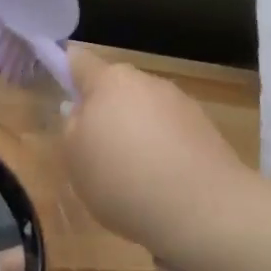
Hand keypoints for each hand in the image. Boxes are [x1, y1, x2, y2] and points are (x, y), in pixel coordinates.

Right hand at [61, 45, 250, 256]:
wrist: (203, 209)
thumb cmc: (123, 179)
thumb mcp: (75, 159)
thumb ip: (72, 128)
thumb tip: (81, 112)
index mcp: (110, 82)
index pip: (81, 61)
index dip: (68, 67)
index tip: (63, 85)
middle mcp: (147, 83)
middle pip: (117, 90)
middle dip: (107, 112)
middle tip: (98, 151)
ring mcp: (181, 104)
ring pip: (147, 113)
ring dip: (138, 134)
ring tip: (134, 179)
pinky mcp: (207, 130)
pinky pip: (173, 136)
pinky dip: (165, 153)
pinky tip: (163, 187)